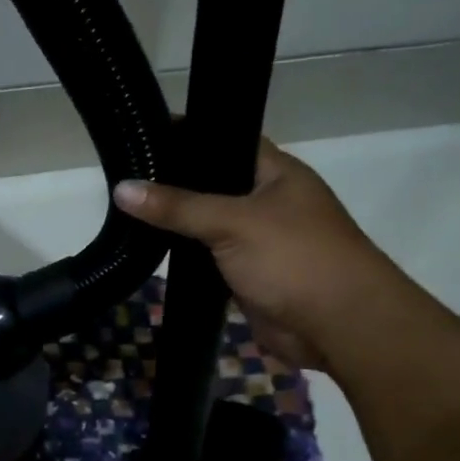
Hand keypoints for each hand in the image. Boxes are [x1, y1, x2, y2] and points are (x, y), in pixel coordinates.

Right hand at [114, 139, 397, 372]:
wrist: (337, 326)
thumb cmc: (295, 258)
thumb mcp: (233, 222)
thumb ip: (178, 206)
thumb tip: (122, 188)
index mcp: (276, 173)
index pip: (226, 140)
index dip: (187, 135)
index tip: (143, 134)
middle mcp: (266, 201)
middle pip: (212, 184)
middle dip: (173, 182)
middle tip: (123, 175)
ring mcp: (257, 240)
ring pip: (207, 223)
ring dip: (176, 222)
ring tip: (124, 208)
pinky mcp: (246, 275)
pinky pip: (208, 257)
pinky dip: (184, 254)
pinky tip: (148, 248)